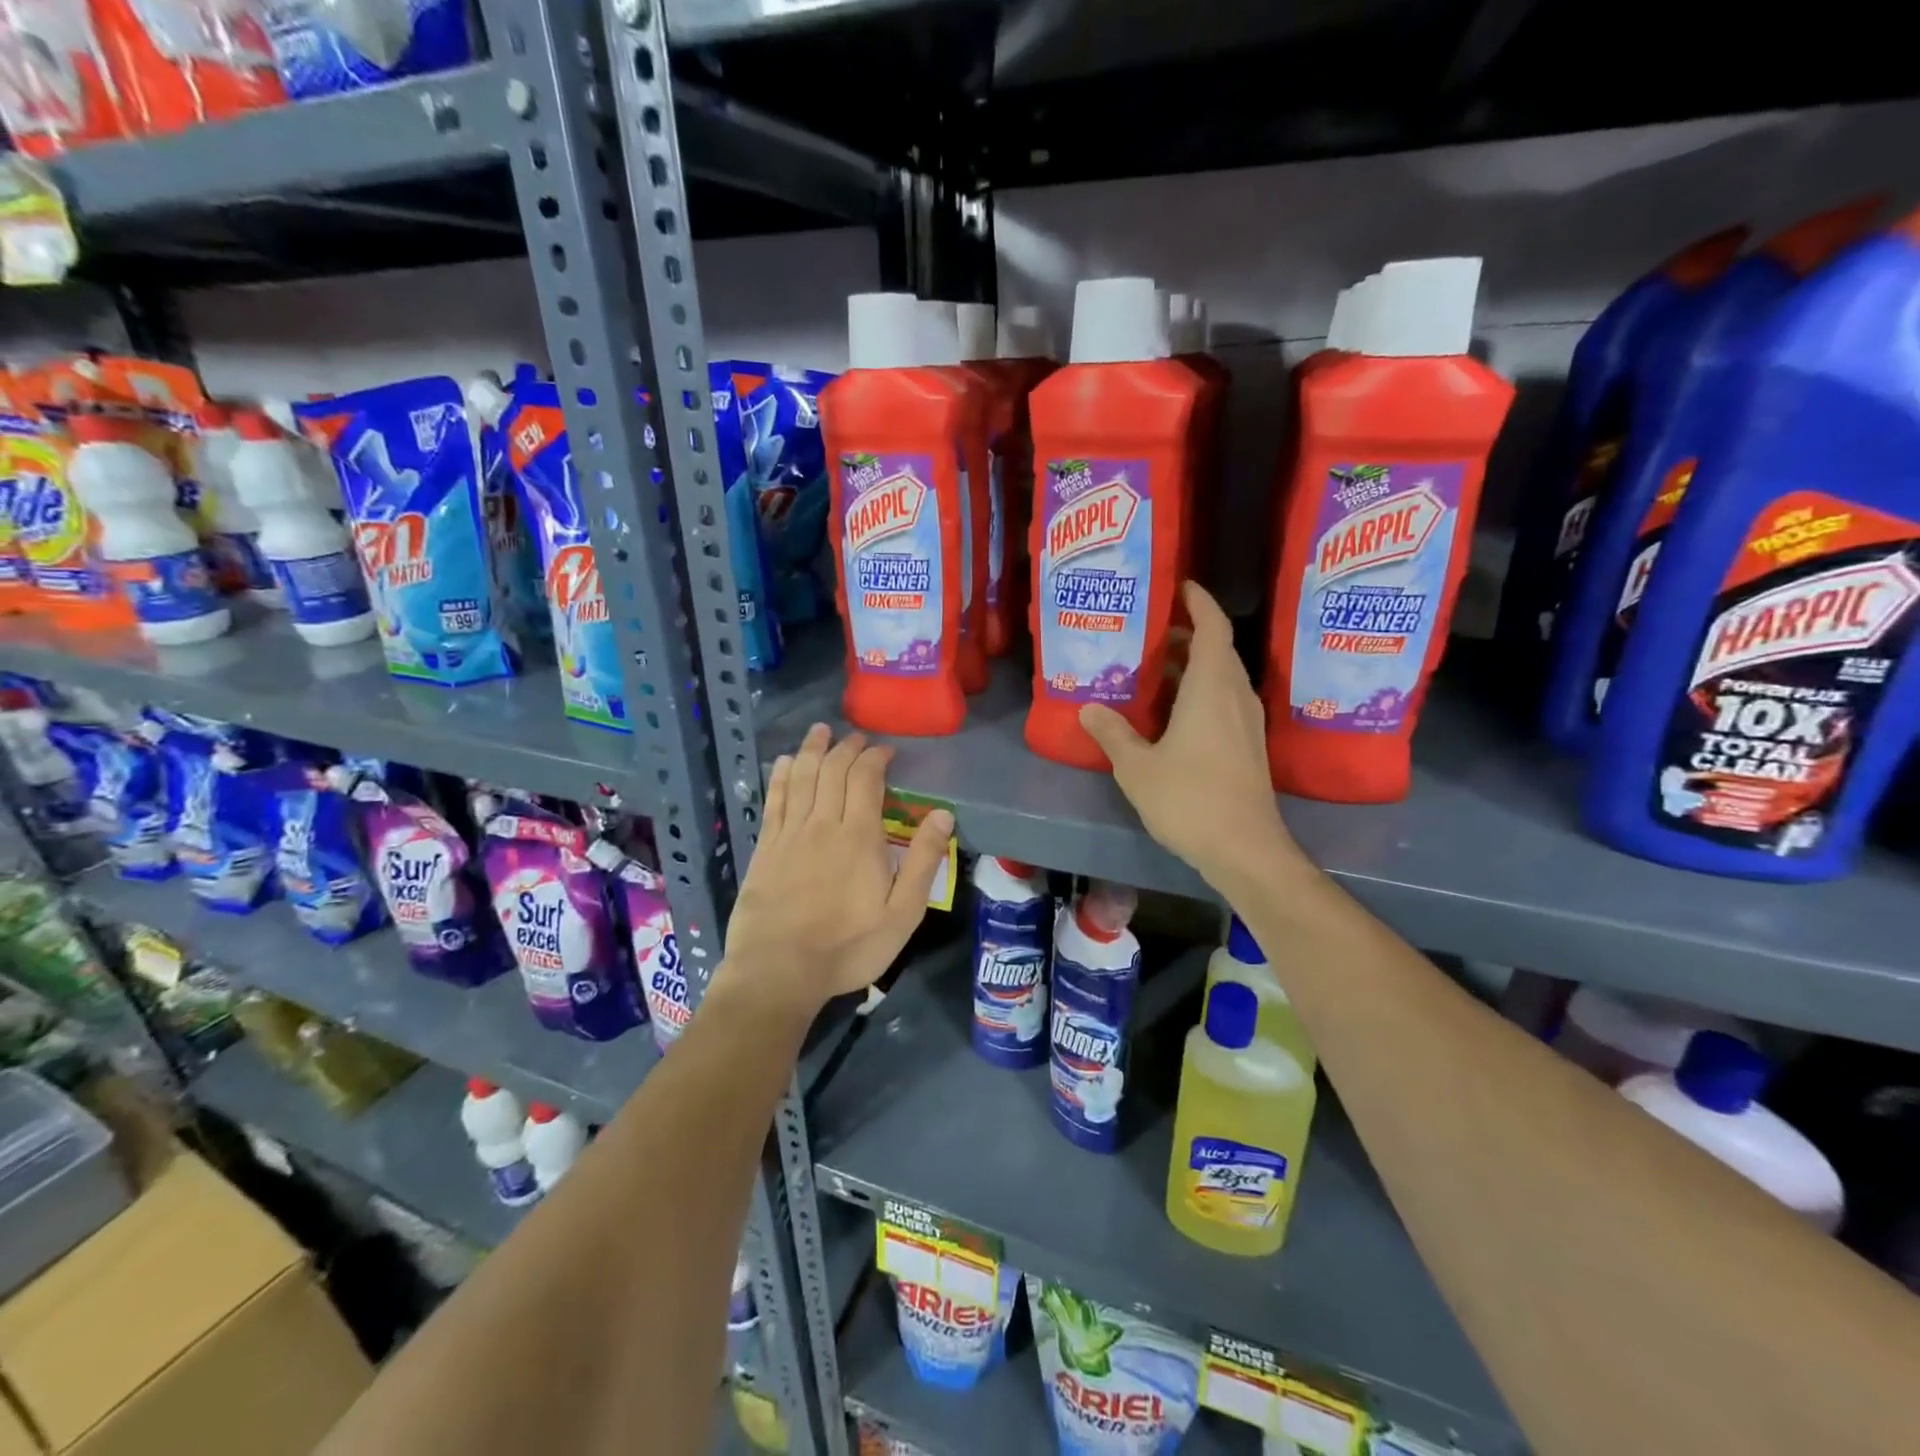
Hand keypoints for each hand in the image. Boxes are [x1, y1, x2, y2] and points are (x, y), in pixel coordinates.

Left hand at [720, 724, 953, 1013]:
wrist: (779, 971)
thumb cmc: (849, 947)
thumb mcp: (903, 913)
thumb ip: (924, 861)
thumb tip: (943, 814)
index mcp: (859, 836)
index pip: (866, 779)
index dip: (876, 757)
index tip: (885, 751)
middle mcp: (822, 824)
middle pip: (832, 770)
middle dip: (846, 748)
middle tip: (857, 738)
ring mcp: (789, 834)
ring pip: (800, 776)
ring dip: (812, 749)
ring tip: (820, 731)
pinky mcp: (765, 848)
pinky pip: (774, 799)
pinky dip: (780, 775)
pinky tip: (784, 762)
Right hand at [1080, 581, 1300, 890]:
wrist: (1245, 849)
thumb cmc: (1190, 799)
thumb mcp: (1137, 767)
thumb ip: (1112, 732)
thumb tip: (1089, 707)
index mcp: (1212, 687)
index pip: (1213, 626)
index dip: (1198, 601)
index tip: (1177, 586)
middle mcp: (1236, 695)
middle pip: (1218, 649)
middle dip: (1187, 633)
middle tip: (1148, 631)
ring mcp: (1247, 722)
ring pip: (1222, 677)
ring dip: (1193, 665)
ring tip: (1153, 667)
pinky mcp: (1249, 745)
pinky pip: (1224, 701)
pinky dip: (1200, 691)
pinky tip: (1171, 712)